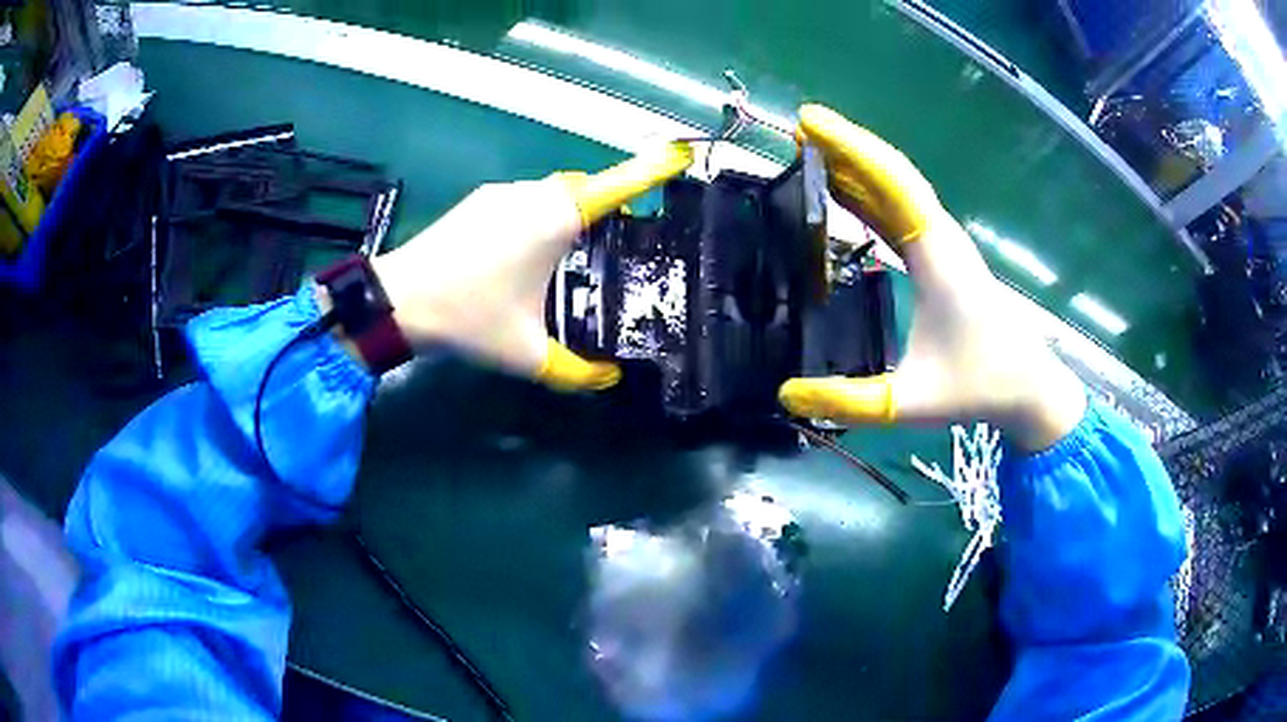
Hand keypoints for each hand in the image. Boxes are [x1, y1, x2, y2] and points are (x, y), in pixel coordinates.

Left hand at [370, 142, 693, 390]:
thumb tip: (609, 378)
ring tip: (574, 254)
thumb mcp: (527, 353)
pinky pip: (528, 198)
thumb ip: (576, 371)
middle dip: (612, 202)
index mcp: (555, 221)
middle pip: (588, 187)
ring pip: (555, 191)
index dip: (652, 169)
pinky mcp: (480, 199)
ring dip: (574, 211)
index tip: (681, 155)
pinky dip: (544, 214)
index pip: (617, 186)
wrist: (397, 300)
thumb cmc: (468, 318)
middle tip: (623, 238)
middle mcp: (533, 195)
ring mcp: (503, 193)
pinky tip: (528, 253)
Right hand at [779, 105, 1085, 451]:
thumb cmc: (979, 386)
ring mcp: (943, 244)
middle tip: (796, 131)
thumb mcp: (911, 402)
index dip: (848, 148)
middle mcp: (940, 237)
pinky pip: (900, 211)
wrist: (1029, 389)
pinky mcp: (942, 256)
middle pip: (889, 174)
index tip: (806, 122)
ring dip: (855, 166)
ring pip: (895, 189)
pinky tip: (842, 194)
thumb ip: (849, 401)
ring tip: (809, 151)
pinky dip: (868, 194)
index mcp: (936, 255)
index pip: (890, 183)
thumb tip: (784, 395)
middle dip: (844, 147)